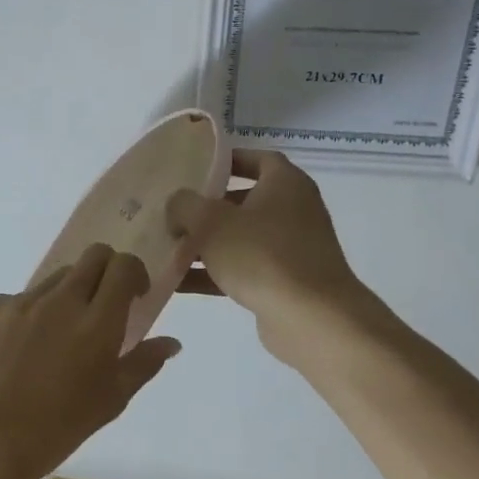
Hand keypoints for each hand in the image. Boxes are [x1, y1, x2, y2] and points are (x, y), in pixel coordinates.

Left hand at [0, 244, 181, 478]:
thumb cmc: (59, 427)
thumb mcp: (111, 400)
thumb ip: (143, 363)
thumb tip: (170, 342)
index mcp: (97, 322)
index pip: (123, 267)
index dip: (134, 273)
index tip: (134, 295)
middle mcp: (62, 300)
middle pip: (93, 255)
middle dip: (106, 270)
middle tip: (103, 304)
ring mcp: (23, 300)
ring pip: (57, 277)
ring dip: (69, 293)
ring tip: (60, 333)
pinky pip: (20, 297)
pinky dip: (31, 312)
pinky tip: (23, 346)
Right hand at [168, 149, 382, 365]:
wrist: (311, 319)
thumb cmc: (262, 256)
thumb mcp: (210, 221)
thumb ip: (184, 205)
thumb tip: (177, 206)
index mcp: (285, 184)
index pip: (256, 159)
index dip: (226, 160)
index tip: (194, 168)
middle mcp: (294, 211)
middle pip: (243, 200)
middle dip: (207, 207)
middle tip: (173, 211)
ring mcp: (291, 249)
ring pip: (240, 238)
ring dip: (205, 243)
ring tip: (167, 248)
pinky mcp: (284, 283)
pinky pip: (243, 270)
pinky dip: (214, 273)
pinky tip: (177, 282)